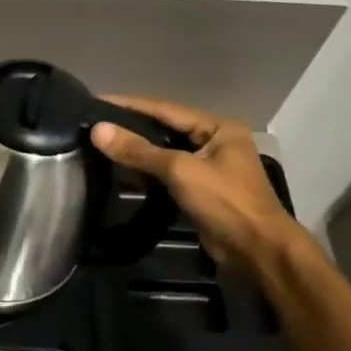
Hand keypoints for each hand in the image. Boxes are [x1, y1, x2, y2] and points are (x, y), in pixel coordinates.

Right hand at [89, 97, 305, 269]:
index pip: (166, 109)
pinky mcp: (200, 190)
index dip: (129, 105)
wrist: (256, 250)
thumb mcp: (180, 171)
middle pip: (165, 128)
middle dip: (131, 126)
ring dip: (137, 150)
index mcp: (218, 128)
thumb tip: (98, 131)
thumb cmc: (225, 202)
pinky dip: (146, 171)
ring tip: (101, 143)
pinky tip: (121, 170)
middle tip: (94, 122)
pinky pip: (167, 173)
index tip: (96, 100)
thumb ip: (139, 150)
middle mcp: (214, 141)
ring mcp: (208, 167)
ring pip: (164, 152)